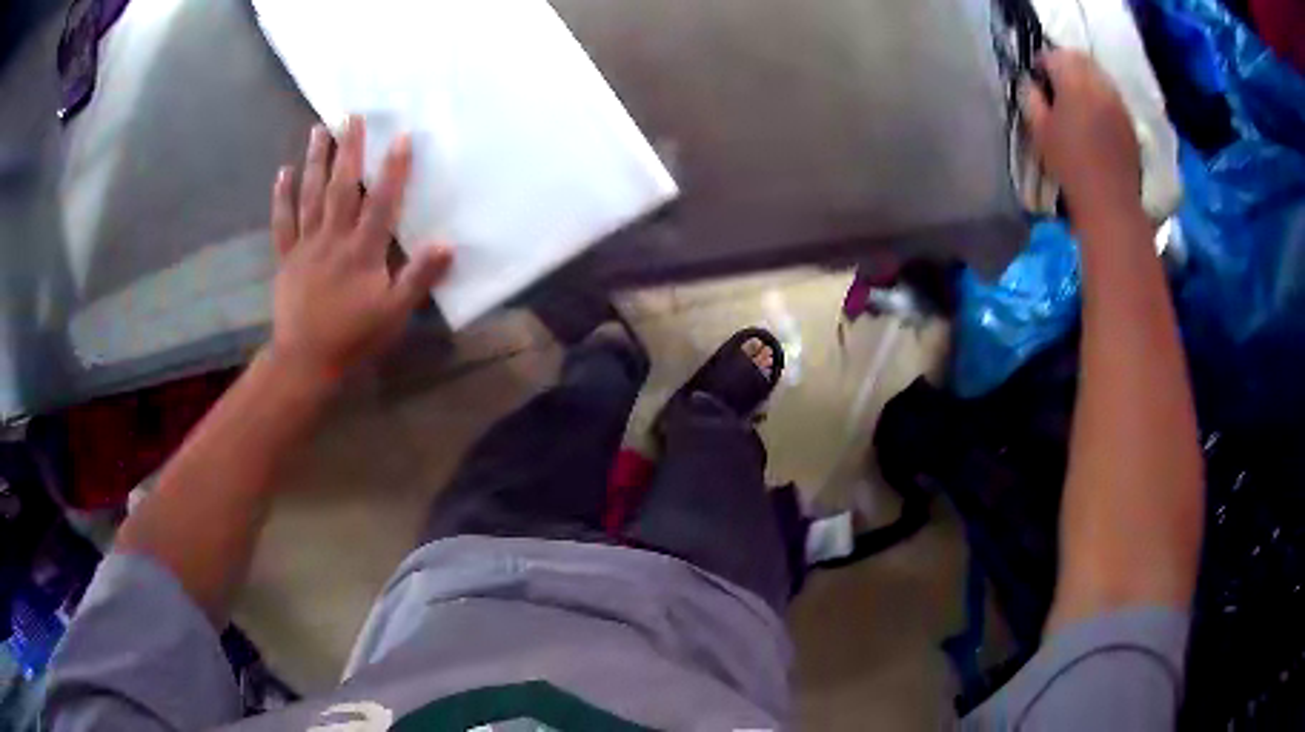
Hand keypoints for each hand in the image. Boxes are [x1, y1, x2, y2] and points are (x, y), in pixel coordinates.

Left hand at [268, 116, 451, 383]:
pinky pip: (283, 223)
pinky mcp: (287, 258)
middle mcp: (333, 238)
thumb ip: (418, 278)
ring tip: (319, 129)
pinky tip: (283, 172)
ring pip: (310, 196)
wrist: (305, 362)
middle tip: (351, 115)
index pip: (381, 202)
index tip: (401, 135)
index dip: (393, 169)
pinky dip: (282, 197)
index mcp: (362, 251)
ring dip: (315, 161)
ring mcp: (306, 246)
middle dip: (348, 149)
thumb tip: (447, 244)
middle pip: (341, 187)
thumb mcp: (394, 313)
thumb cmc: (353, 338)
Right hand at [1021, 50, 1141, 224]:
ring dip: (1085, 78)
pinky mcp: (1129, 119)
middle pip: (1078, 58)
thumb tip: (1032, 85)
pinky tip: (1095, 117)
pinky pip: (1111, 94)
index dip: (1041, 63)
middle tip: (1056, 84)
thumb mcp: (1039, 131)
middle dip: (1065, 64)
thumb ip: (1032, 99)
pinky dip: (1100, 96)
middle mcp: (1098, 83)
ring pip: (1097, 73)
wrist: (1110, 203)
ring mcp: (1117, 101)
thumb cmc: (1070, 166)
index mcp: (1073, 82)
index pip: (1053, 55)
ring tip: (1077, 100)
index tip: (1036, 80)